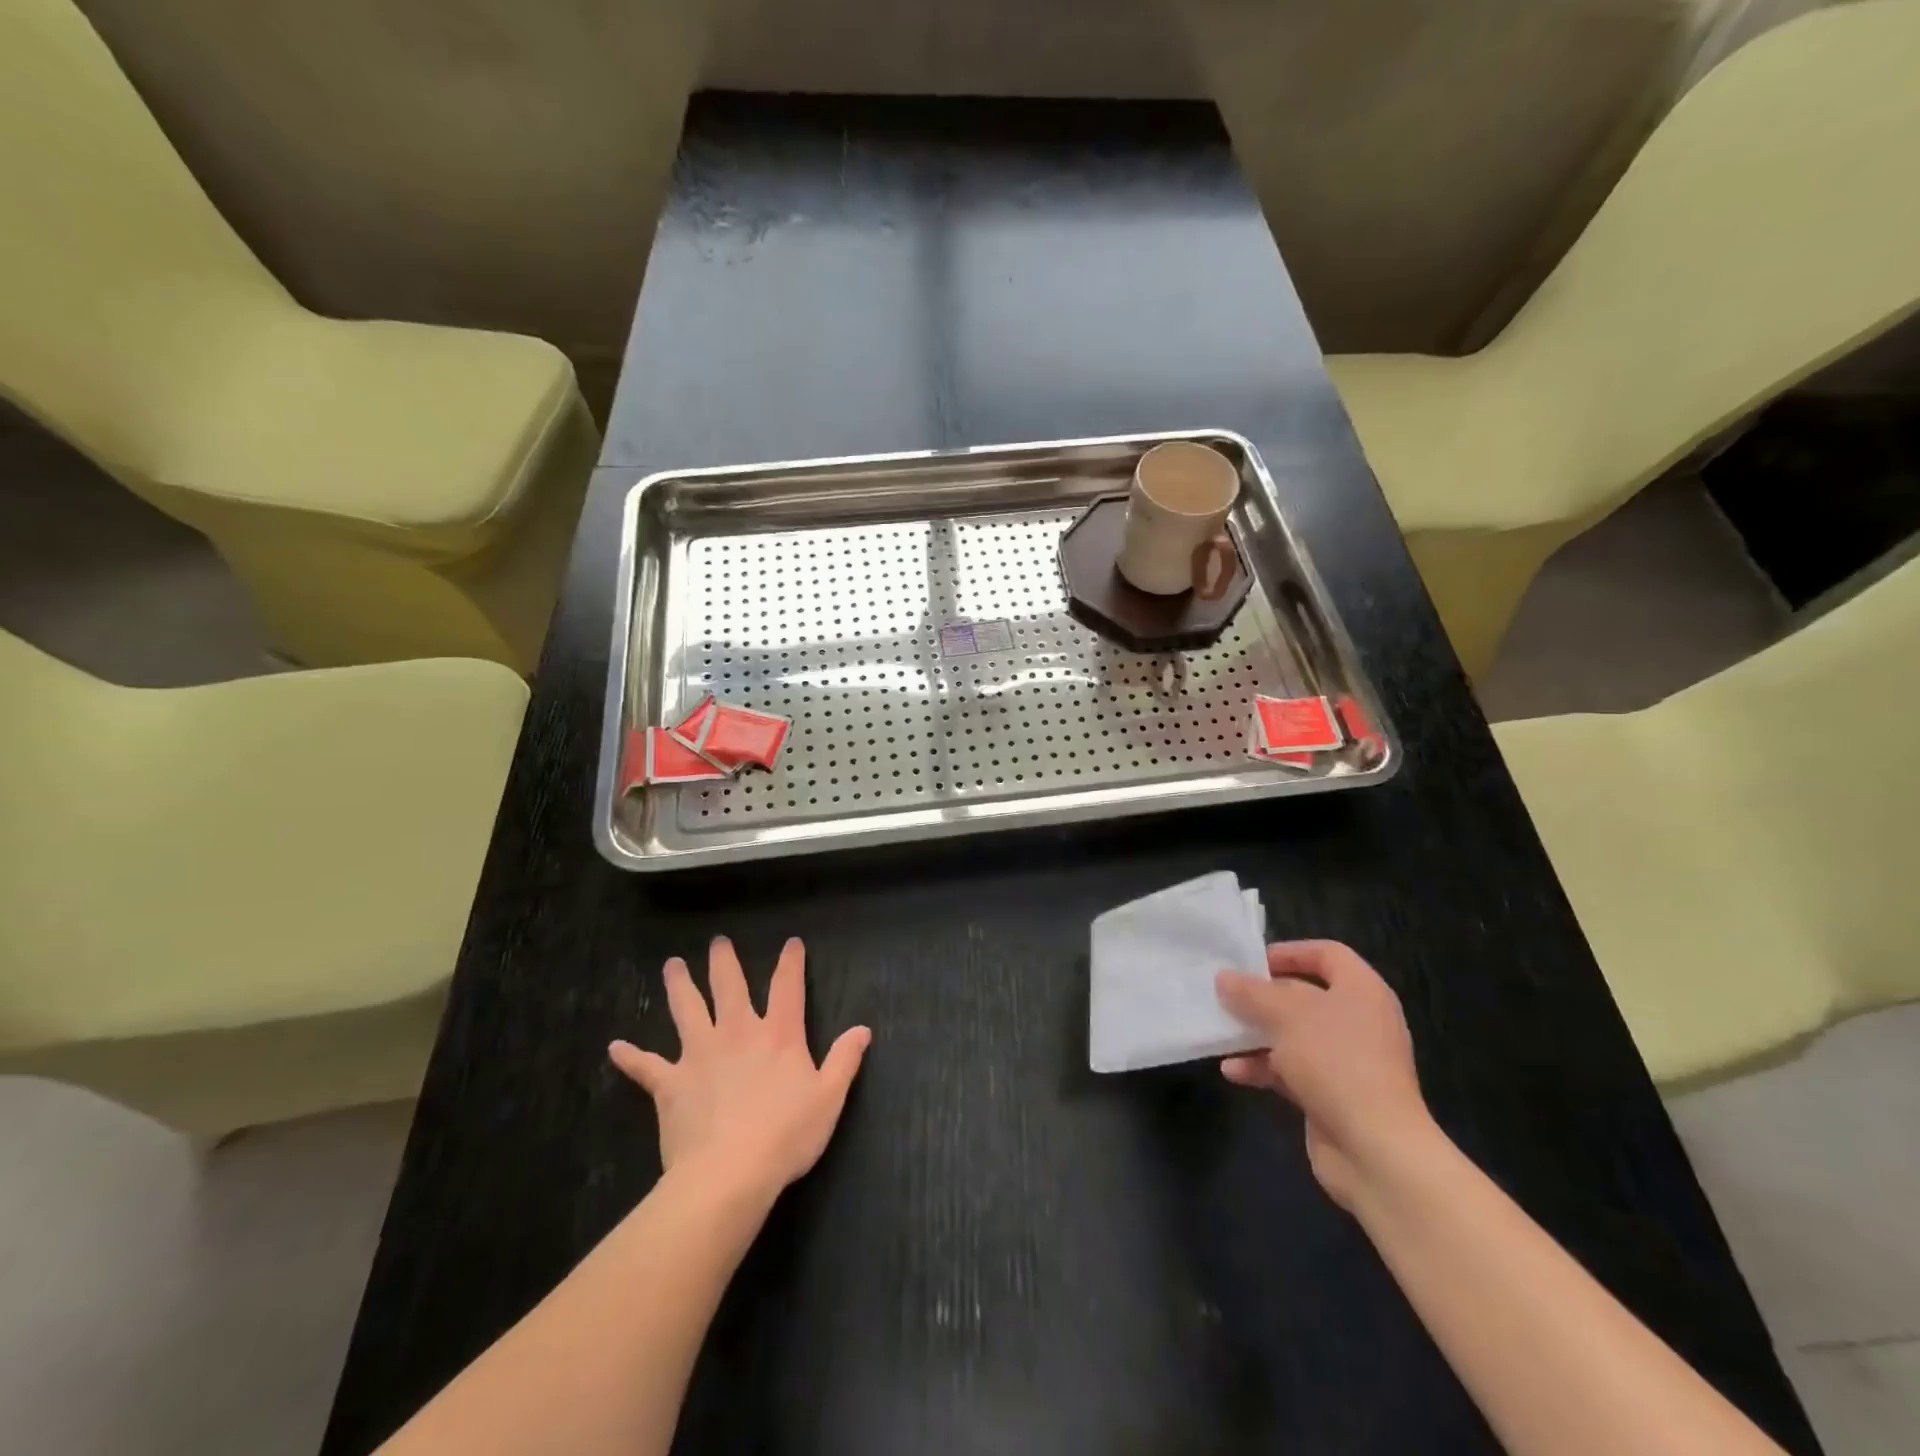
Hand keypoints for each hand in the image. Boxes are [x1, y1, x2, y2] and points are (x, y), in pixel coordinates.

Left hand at [610, 937, 870, 1203]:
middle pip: (729, 987)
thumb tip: (862, 1029)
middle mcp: (737, 1033)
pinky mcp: (670, 1084)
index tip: (792, 943)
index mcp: (778, 1034)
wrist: (730, 1174)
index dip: (791, 962)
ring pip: (687, 1010)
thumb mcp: (829, 1098)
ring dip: (679, 986)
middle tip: (718, 942)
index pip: (787, 987)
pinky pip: (646, 1067)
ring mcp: (699, 1055)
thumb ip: (845, 1060)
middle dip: (724, 962)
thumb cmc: (786, 1135)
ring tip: (672, 965)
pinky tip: (615, 1047)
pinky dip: (631, 1057)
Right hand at [1216, 941, 1432, 1208]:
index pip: (1327, 954)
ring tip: (1222, 1033)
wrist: (1375, 1150)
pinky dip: (1264, 1068)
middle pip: (1305, 995)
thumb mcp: (1285, 1014)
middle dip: (1263, 997)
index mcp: (1362, 991)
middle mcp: (1359, 1021)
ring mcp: (1348, 1061)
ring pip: (1294, 1035)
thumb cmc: (1335, 1062)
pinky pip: (1292, 1071)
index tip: (1251, 962)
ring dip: (1257, 1034)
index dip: (1290, 952)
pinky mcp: (1334, 1095)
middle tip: (1227, 996)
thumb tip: (1224, 978)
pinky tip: (1233, 1072)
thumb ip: (1251, 992)